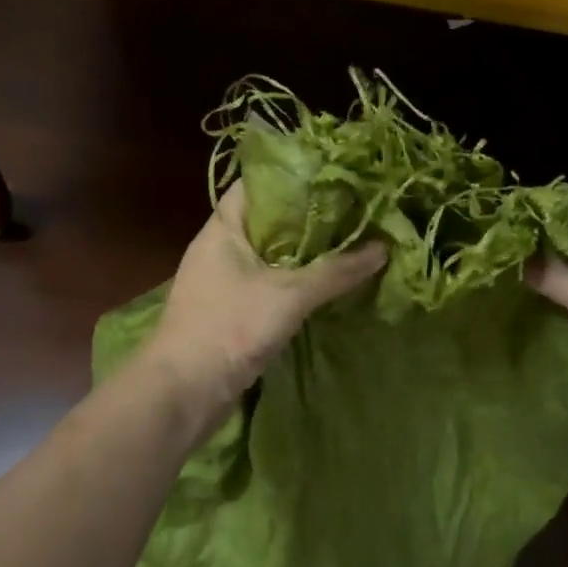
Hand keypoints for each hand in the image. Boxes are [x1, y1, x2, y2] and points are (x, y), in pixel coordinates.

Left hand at [145, 183, 387, 405]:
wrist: (185, 391)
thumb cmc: (230, 327)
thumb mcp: (289, 295)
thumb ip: (336, 271)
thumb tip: (382, 248)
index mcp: (224, 228)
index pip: (257, 184)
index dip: (294, 176)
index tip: (334, 174)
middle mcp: (221, 248)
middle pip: (269, 220)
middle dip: (310, 215)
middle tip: (355, 209)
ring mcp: (225, 281)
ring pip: (272, 254)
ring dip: (306, 252)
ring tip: (351, 240)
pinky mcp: (234, 310)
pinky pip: (271, 284)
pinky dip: (298, 281)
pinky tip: (330, 282)